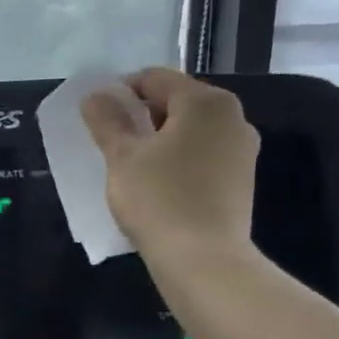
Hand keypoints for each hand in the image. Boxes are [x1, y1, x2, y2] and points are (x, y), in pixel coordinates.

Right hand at [80, 68, 258, 255]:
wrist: (203, 260)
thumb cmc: (158, 199)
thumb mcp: (121, 157)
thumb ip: (107, 120)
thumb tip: (96, 96)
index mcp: (205, 101)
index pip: (154, 79)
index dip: (121, 92)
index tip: (98, 118)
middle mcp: (232, 116)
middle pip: (177, 101)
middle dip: (142, 116)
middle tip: (112, 142)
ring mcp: (242, 148)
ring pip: (191, 130)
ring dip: (160, 139)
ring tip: (132, 165)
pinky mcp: (242, 178)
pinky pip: (203, 154)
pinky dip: (179, 159)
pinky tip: (158, 184)